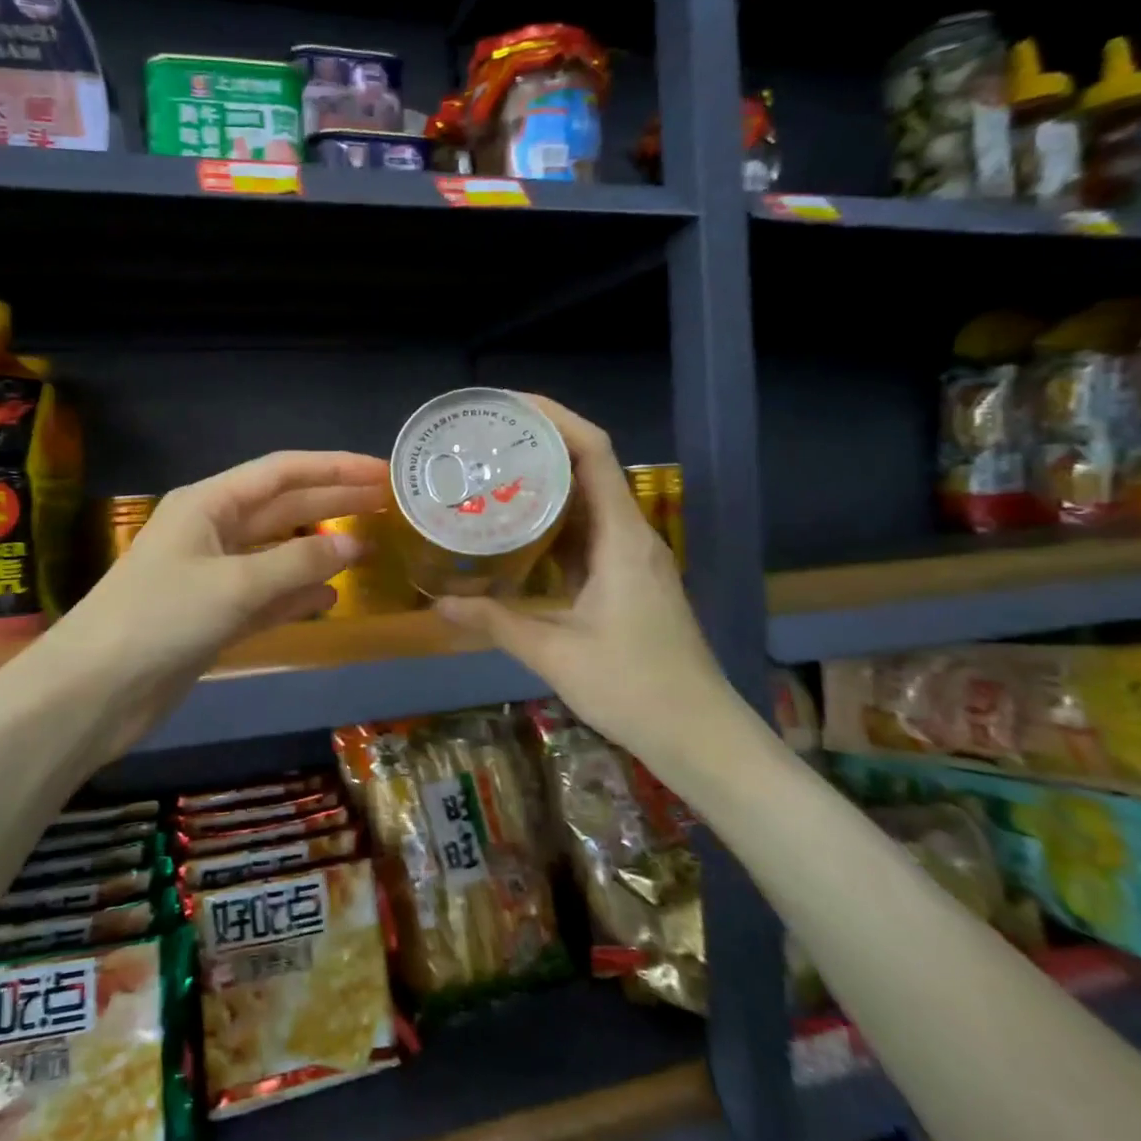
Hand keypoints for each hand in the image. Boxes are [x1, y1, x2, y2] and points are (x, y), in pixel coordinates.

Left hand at [45, 450, 389, 754]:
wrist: (96, 690)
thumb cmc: (161, 618)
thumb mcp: (235, 584)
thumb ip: (298, 563)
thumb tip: (355, 546)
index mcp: (208, 503)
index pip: (282, 472)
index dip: (334, 468)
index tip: (380, 472)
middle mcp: (212, 530)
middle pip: (284, 508)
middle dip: (333, 504)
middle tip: (387, 503)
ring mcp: (213, 575)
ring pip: (278, 552)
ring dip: (320, 550)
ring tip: (370, 547)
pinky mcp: (214, 615)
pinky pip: (267, 595)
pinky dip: (297, 594)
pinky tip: (330, 596)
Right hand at [433, 397, 731, 752]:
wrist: (700, 734)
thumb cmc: (633, 686)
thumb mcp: (556, 653)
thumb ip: (496, 622)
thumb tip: (440, 603)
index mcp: (621, 538)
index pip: (594, 453)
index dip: (555, 418)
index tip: (508, 406)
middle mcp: (631, 536)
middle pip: (589, 468)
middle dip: (540, 445)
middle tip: (484, 442)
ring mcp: (632, 558)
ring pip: (587, 502)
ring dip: (545, 483)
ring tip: (492, 475)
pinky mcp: (628, 580)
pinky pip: (587, 534)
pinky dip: (552, 522)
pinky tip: (517, 531)